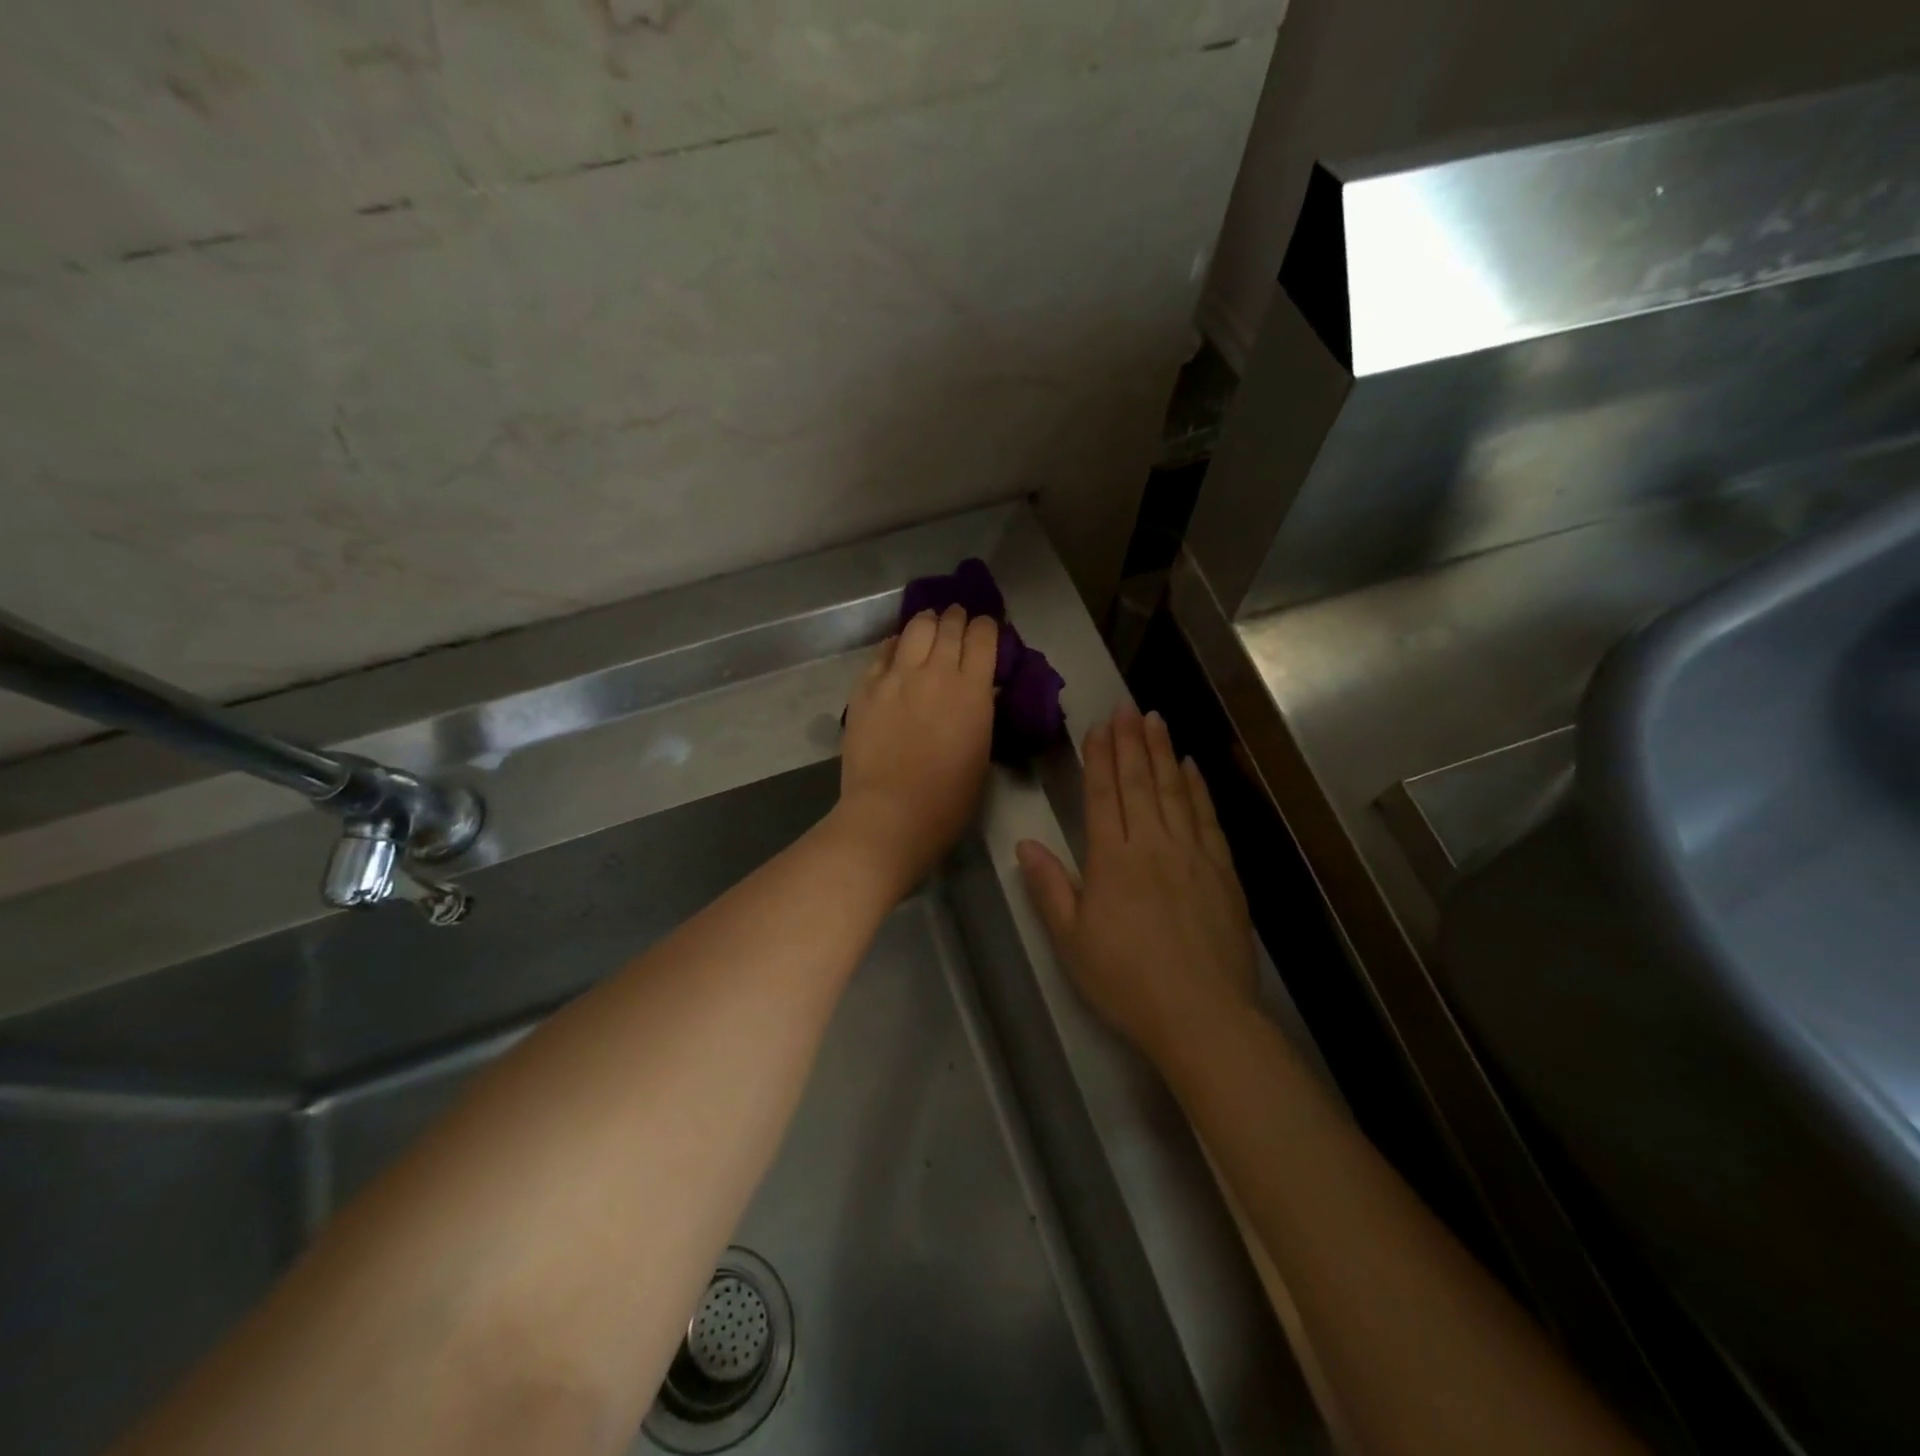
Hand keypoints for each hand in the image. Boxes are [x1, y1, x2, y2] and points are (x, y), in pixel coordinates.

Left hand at [835, 606, 998, 896]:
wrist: (890, 815)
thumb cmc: (948, 799)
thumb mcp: (982, 752)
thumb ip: (980, 711)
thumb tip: (980, 689)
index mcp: (972, 690)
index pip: (983, 636)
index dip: (986, 626)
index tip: (986, 628)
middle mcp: (935, 673)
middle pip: (948, 625)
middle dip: (957, 617)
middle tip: (958, 619)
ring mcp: (896, 678)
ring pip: (914, 629)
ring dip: (926, 622)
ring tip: (929, 625)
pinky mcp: (865, 689)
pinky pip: (882, 653)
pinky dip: (895, 645)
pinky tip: (897, 649)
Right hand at [1016, 704, 1255, 1068]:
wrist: (1200, 1014)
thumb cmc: (1125, 980)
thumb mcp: (1071, 940)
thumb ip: (1049, 887)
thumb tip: (1025, 844)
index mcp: (1112, 859)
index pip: (1104, 795)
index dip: (1100, 758)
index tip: (1099, 726)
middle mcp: (1153, 845)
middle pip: (1139, 783)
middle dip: (1131, 742)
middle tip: (1127, 707)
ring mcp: (1192, 854)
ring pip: (1174, 791)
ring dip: (1163, 753)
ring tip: (1156, 720)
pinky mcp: (1222, 871)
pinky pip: (1207, 817)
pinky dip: (1198, 788)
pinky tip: (1191, 767)